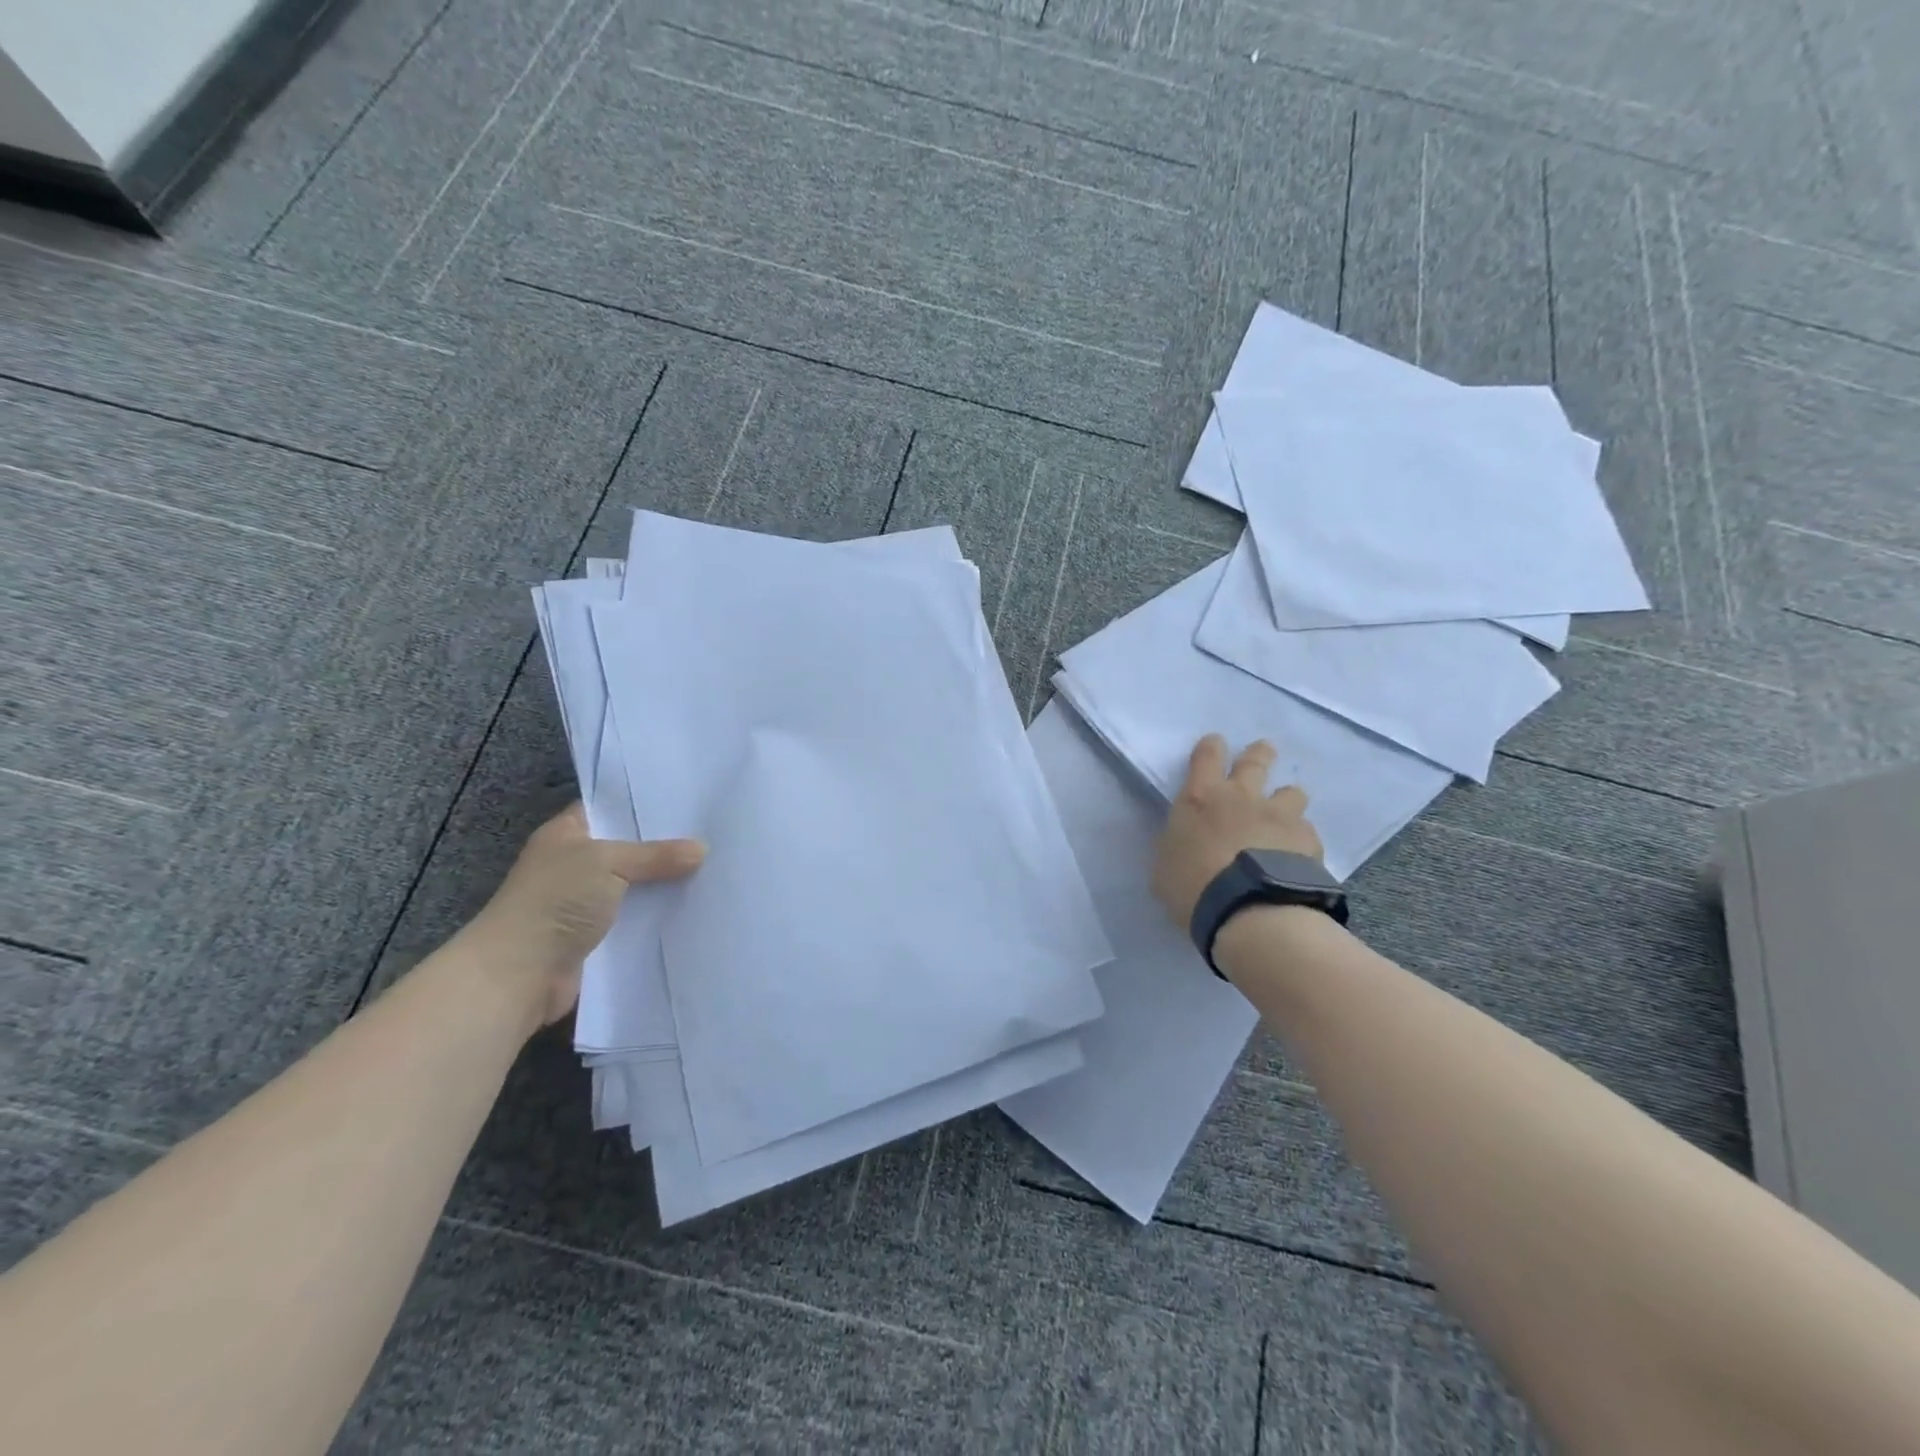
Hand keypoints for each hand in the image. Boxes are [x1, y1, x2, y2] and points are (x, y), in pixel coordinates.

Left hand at [461, 804, 703, 1027]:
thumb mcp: (608, 863)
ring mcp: (583, 902)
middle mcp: (574, 864)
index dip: (642, 803)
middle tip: (711, 833)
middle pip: (627, 848)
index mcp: (566, 834)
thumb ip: (655, 855)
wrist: (519, 974)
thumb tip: (702, 849)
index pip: (608, 808)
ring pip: (634, 885)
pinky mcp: (596, 936)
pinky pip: (635, 917)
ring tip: (713, 867)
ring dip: (663, 883)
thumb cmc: (555, 901)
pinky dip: (657, 915)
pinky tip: (693, 906)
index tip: (687, 799)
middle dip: (663, 845)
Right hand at [1152, 735, 1322, 929]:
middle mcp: (1242, 797)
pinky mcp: (1309, 841)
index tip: (1215, 745)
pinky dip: (1301, 840)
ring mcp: (1279, 816)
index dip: (1211, 747)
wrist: (1250, 912)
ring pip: (1292, 792)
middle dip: (1259, 754)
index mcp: (1201, 798)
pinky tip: (1298, 857)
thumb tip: (1184, 842)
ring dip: (1287, 799)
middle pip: (1255, 760)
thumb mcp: (1164, 866)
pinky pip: (1307, 832)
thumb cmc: (1193, 888)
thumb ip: (1177, 845)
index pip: (1207, 756)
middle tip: (1262, 753)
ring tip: (1285, 816)